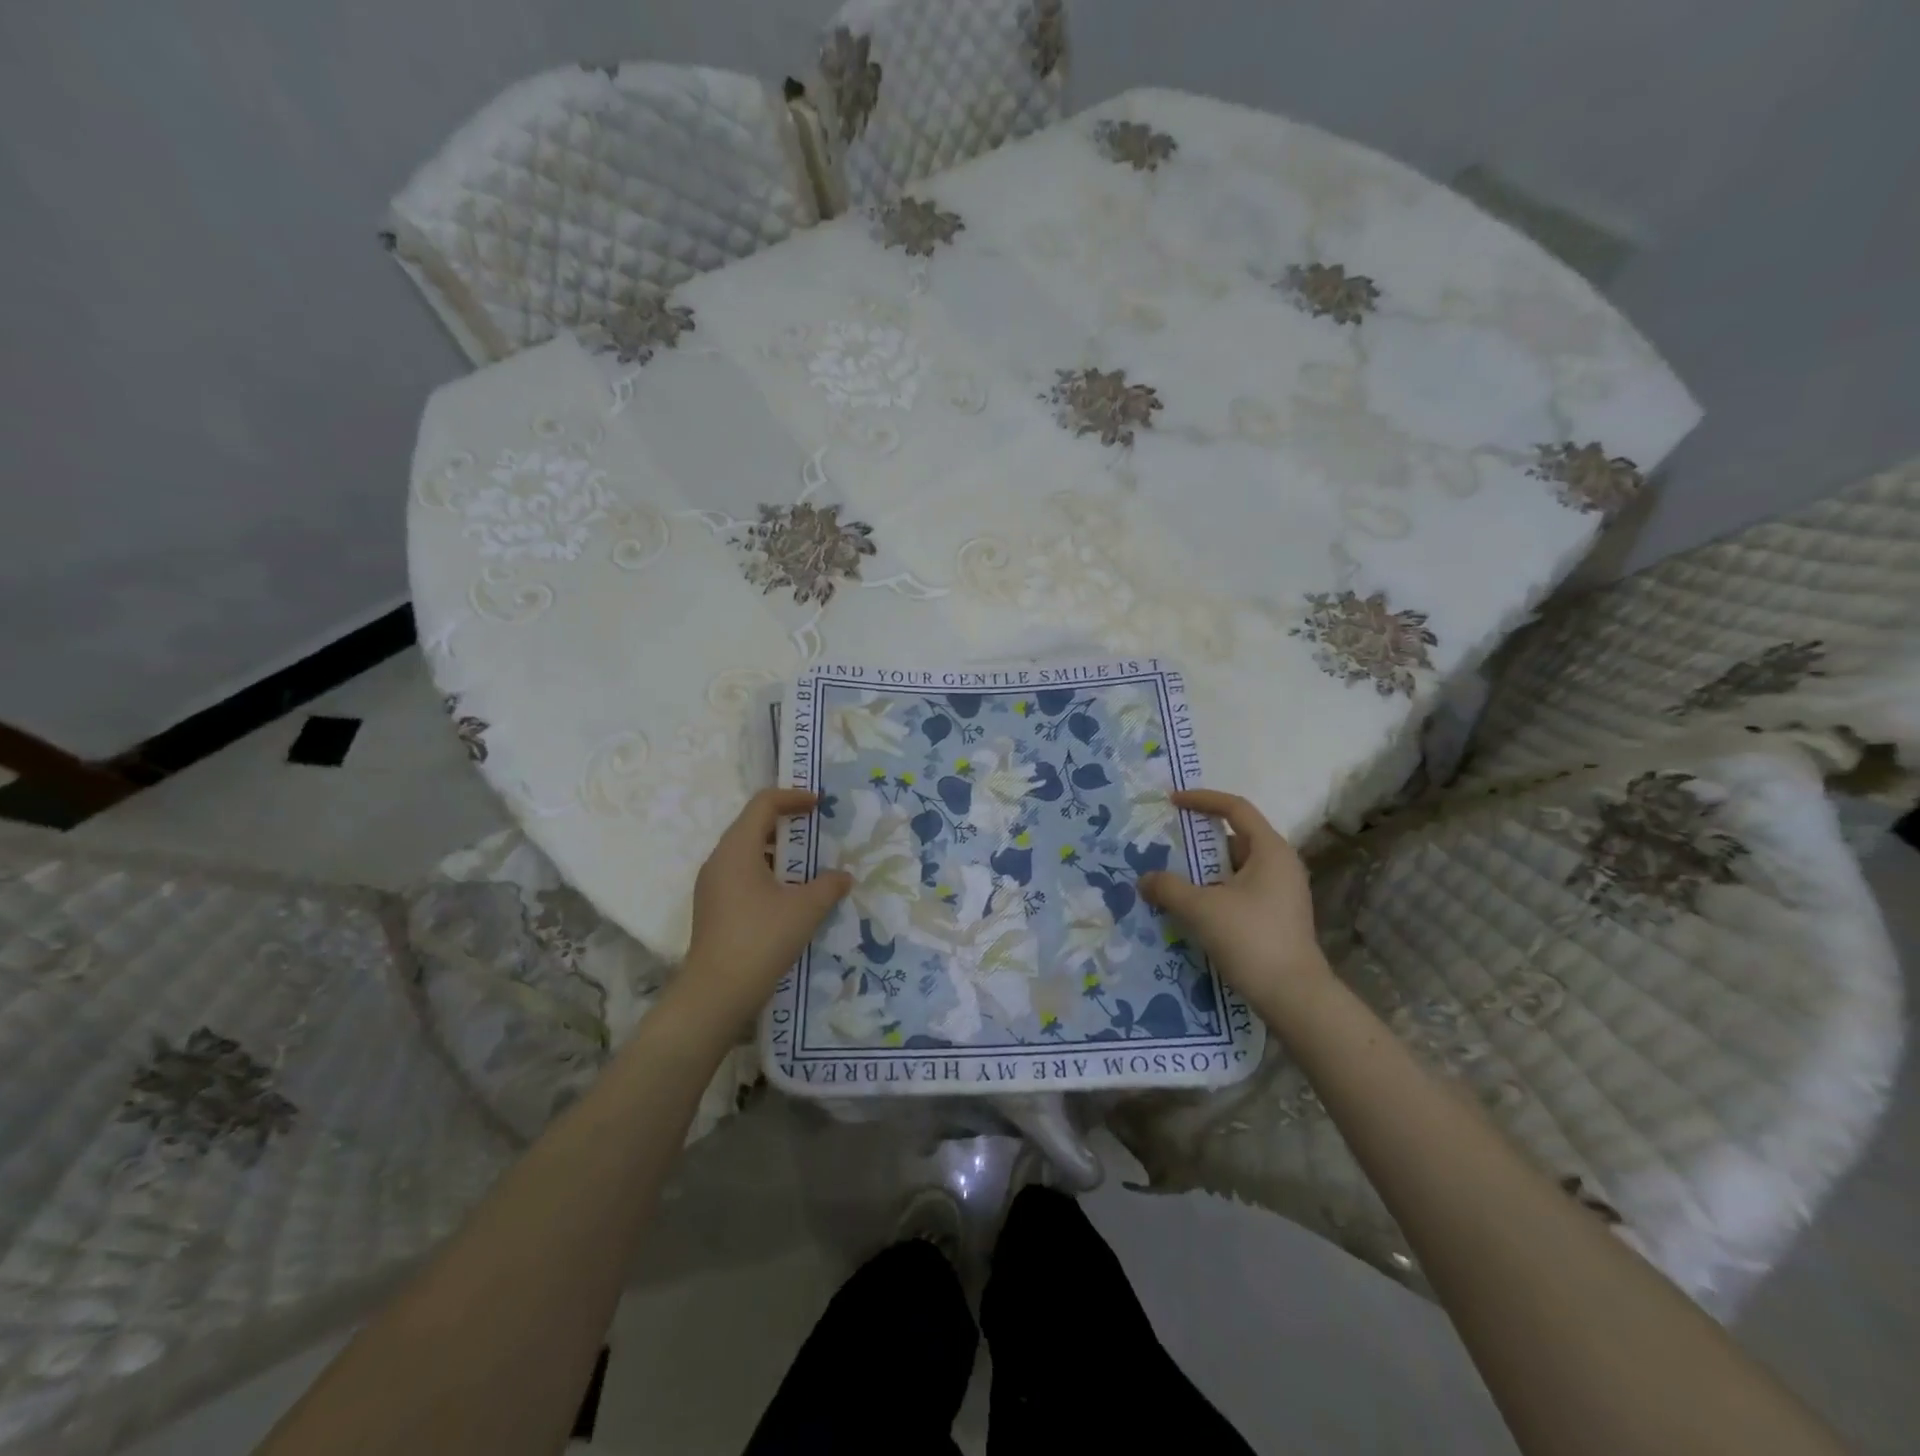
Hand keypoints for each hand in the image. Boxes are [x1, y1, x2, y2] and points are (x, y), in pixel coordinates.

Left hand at [673, 789, 851, 1033]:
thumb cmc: (761, 940)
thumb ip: (828, 885)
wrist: (716, 994)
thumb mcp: (805, 909)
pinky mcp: (713, 907)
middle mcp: (719, 860)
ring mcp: (712, 885)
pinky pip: (742, 874)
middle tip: (817, 829)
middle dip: (787, 822)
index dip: (793, 797)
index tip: (819, 803)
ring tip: (808, 863)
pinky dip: (767, 872)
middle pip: (752, 825)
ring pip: (747, 852)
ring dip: (778, 850)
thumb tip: (843, 876)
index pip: (763, 804)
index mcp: (737, 849)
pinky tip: (789, 894)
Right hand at [1138, 789, 1329, 1011]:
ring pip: (1235, 868)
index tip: (1172, 802)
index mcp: (1270, 851)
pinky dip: (1214, 891)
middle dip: (1198, 840)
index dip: (1202, 800)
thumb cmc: (1251, 939)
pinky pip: (1240, 891)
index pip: (1235, 809)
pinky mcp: (1276, 917)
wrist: (1294, 997)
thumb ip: (1168, 887)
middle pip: (1234, 839)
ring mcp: (1281, 893)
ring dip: (1204, 871)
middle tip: (1167, 844)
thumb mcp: (1201, 908)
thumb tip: (1145, 880)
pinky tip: (1191, 909)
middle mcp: (1280, 865)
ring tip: (1172, 879)